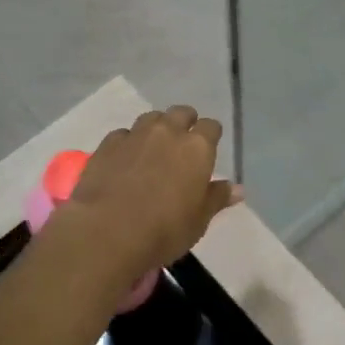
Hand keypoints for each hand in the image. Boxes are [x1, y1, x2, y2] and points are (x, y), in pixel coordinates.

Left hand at [60, 106, 240, 274]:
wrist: (106, 232)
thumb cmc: (163, 230)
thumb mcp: (198, 221)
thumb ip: (217, 198)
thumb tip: (238, 188)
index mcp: (197, 148)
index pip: (211, 127)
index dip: (210, 136)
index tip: (208, 150)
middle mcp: (168, 132)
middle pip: (181, 112)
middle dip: (184, 123)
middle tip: (182, 146)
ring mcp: (135, 135)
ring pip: (151, 118)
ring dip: (156, 128)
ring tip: (153, 149)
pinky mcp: (107, 144)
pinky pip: (123, 134)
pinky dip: (128, 143)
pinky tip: (125, 160)